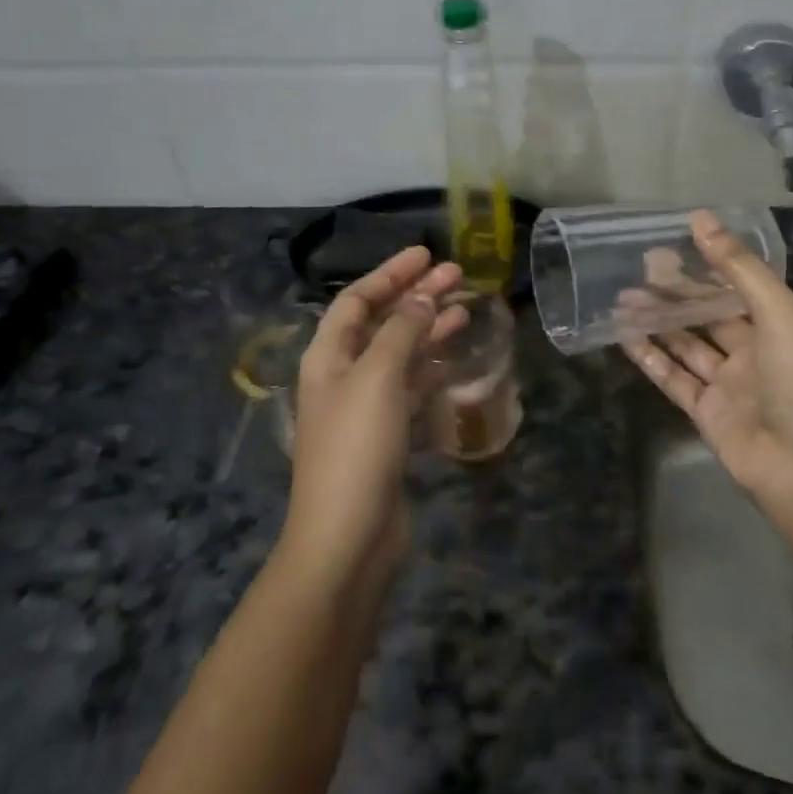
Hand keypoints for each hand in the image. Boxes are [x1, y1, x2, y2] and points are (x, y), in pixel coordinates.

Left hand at [280, 247, 465, 585]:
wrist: (347, 539)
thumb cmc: (356, 448)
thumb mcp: (378, 378)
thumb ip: (403, 331)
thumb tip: (424, 296)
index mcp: (328, 356)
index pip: (357, 299)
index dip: (390, 273)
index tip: (426, 254)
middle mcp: (343, 375)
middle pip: (381, 321)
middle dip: (415, 295)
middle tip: (457, 274)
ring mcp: (365, 406)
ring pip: (400, 352)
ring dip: (428, 327)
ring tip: (464, 307)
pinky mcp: (387, 434)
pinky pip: (411, 384)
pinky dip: (431, 364)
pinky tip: (454, 354)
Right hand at [622, 211, 792, 504]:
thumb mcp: (778, 313)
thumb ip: (739, 267)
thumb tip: (701, 218)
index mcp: (776, 327)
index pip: (735, 288)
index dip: (705, 266)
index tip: (671, 245)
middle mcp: (751, 353)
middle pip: (706, 315)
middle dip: (675, 292)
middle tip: (638, 269)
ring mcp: (727, 385)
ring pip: (685, 345)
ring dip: (657, 321)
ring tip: (623, 298)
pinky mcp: (705, 414)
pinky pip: (672, 379)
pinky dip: (649, 358)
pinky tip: (625, 336)